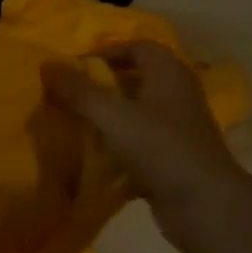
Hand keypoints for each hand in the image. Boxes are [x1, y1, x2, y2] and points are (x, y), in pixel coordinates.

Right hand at [43, 42, 240, 252]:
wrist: (205, 205)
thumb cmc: (160, 148)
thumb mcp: (112, 115)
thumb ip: (79, 91)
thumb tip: (46, 64)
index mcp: (168, 74)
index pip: (138, 47)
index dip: (107, 51)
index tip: (75, 66)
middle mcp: (177, 95)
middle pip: (137, 78)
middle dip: (103, 84)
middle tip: (70, 93)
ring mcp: (178, 129)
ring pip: (137, 112)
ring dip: (109, 116)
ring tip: (76, 122)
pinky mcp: (174, 158)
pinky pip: (140, 142)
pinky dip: (118, 145)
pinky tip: (94, 156)